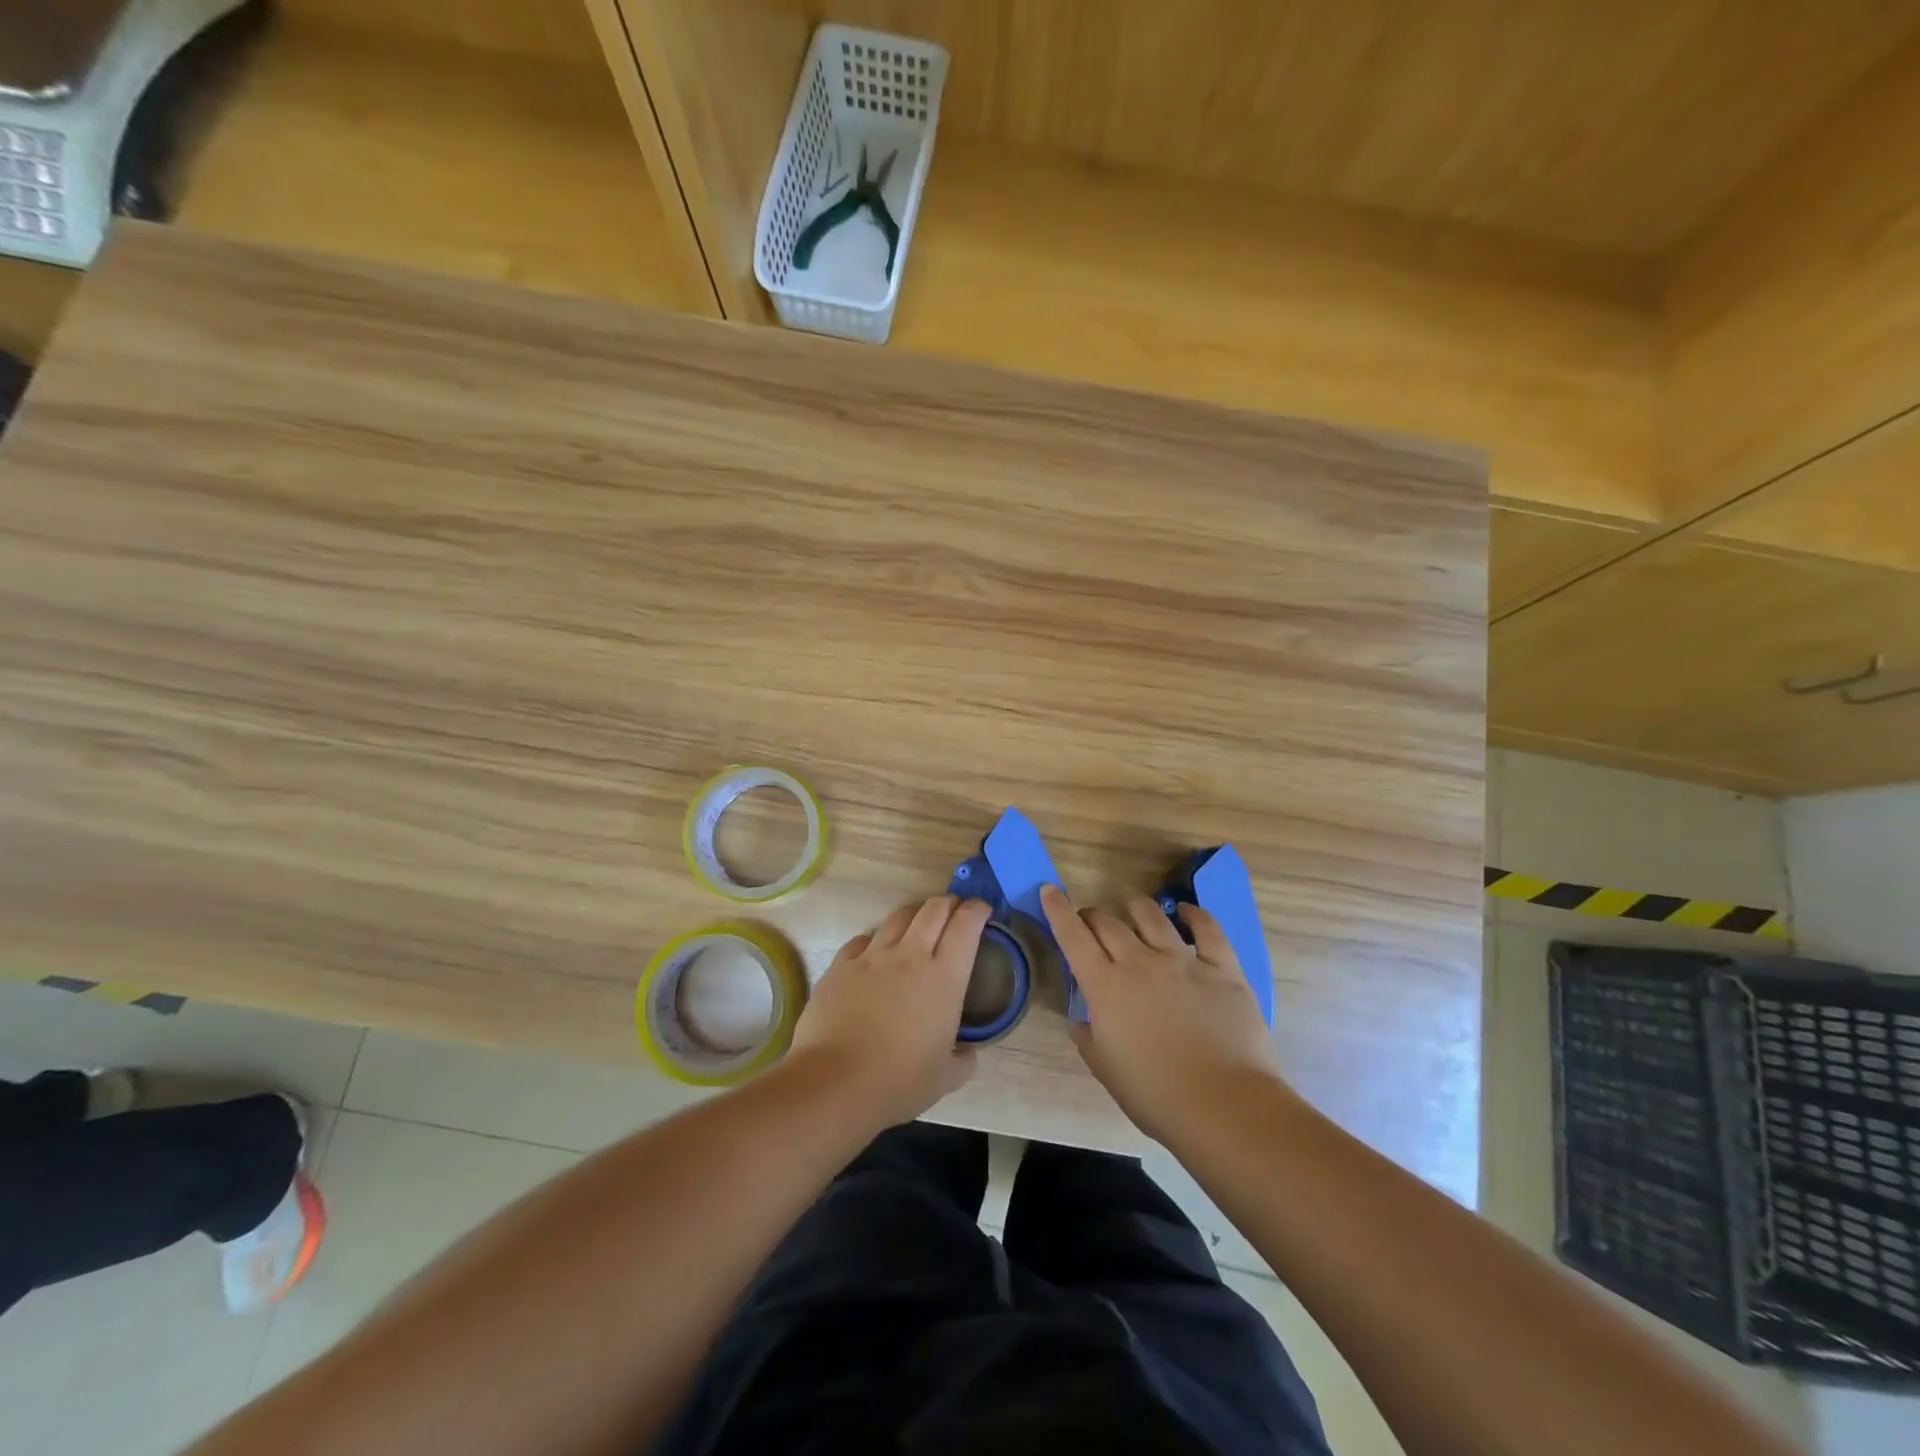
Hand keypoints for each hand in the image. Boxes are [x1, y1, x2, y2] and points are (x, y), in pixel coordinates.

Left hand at [788, 895, 990, 1128]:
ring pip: (898, 916)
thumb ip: (964, 1059)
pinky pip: (862, 940)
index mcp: (944, 977)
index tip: (982, 910)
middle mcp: (910, 955)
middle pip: (933, 909)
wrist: (834, 1082)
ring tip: (917, 924)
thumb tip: (969, 1053)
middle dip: (948, 903)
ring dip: (914, 914)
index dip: (977, 910)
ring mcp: (872, 956)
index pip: (966, 925)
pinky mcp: (840, 965)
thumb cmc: (899, 1081)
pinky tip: (874, 953)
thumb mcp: (946, 1078)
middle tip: (954, 911)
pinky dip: (874, 940)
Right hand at [1041, 883, 1286, 1143]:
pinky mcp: (1222, 968)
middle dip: (1093, 915)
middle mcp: (1140, 963)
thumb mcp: (1106, 1070)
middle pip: (1108, 923)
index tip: (1050, 890)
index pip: (1073, 937)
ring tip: (1130, 905)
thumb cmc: (1156, 1096)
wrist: (1224, 1106)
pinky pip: (1207, 929)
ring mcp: (1183, 961)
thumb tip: (1080, 1020)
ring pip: (1152, 916)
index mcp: (1105, 987)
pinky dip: (1193, 915)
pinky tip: (1185, 911)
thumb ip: (1088, 1038)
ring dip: (1135, 906)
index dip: (1058, 911)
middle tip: (1090, 919)